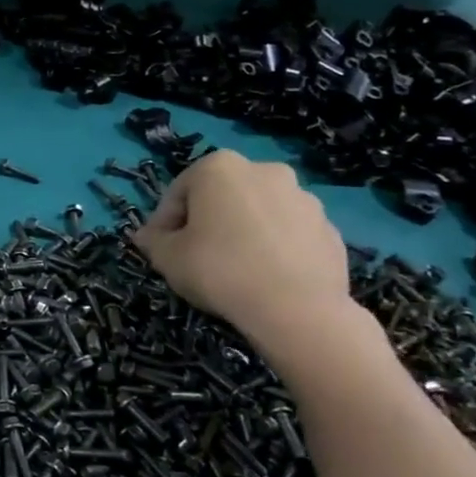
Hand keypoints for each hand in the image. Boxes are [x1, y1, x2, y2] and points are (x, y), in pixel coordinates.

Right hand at [131, 150, 351, 344]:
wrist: (297, 309)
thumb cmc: (219, 270)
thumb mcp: (167, 257)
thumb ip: (152, 241)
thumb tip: (146, 236)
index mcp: (219, 167)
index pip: (178, 193)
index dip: (164, 223)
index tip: (161, 249)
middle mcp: (264, 170)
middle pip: (221, 197)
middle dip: (207, 221)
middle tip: (196, 255)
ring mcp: (304, 198)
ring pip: (258, 213)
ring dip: (242, 232)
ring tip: (234, 268)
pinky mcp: (330, 228)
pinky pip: (288, 234)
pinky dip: (274, 247)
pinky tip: (265, 276)